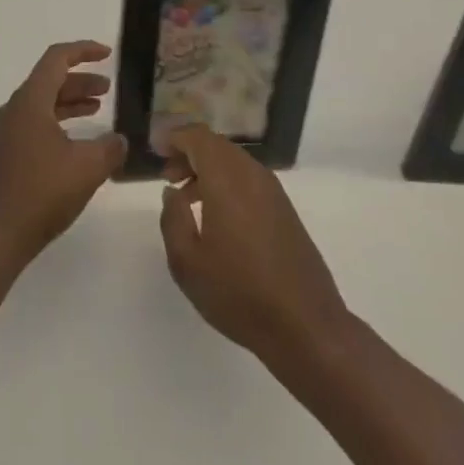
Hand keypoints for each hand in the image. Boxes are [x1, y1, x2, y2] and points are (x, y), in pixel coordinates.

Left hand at [0, 41, 127, 268]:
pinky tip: (78, 142)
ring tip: (98, 110)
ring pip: (43, 103)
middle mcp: (14, 108)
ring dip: (70, 102)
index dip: (83, 51)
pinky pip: (35, 123)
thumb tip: (119, 140)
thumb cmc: (41, 192)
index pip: (57, 59)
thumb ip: (110, 148)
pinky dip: (59, 122)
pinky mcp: (5, 153)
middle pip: (49, 80)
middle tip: (108, 89)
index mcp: (30, 101)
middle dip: (81, 80)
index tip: (107, 54)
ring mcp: (7, 131)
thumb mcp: (87, 168)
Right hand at [158, 125, 350, 364]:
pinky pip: (249, 179)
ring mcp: (273, 191)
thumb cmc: (239, 293)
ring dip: (208, 169)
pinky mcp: (285, 210)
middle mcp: (252, 175)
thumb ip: (173, 219)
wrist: (306, 327)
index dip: (175, 137)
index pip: (198, 137)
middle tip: (168, 175)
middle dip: (189, 153)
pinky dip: (227, 183)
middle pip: (217, 146)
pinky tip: (217, 215)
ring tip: (187, 197)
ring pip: (234, 162)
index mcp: (227, 179)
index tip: (157, 150)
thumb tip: (172, 192)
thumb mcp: (187, 263)